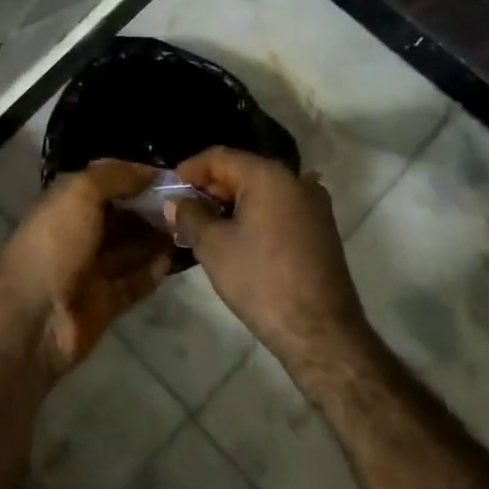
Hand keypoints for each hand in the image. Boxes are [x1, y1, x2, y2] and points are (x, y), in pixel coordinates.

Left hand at [0, 160, 172, 377]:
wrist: (35, 318)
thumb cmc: (55, 245)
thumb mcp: (78, 194)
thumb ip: (113, 177)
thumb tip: (148, 172)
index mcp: (65, 204)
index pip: (104, 182)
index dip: (134, 176)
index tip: (171, 175)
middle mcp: (78, 233)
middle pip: (121, 215)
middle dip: (150, 207)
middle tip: (187, 202)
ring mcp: (92, 270)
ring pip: (131, 248)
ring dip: (156, 237)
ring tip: (189, 225)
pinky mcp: (106, 302)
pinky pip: (135, 282)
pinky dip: (153, 270)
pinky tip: (175, 258)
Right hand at [166, 148, 369, 370]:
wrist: (320, 332)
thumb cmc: (261, 280)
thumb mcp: (213, 246)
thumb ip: (189, 216)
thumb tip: (174, 202)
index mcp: (269, 175)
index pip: (219, 157)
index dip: (188, 170)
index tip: (168, 190)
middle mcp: (295, 180)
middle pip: (241, 170)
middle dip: (208, 188)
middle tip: (181, 211)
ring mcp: (313, 204)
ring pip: (261, 191)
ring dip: (230, 203)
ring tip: (202, 226)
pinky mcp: (320, 228)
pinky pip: (278, 208)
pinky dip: (253, 215)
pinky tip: (235, 238)